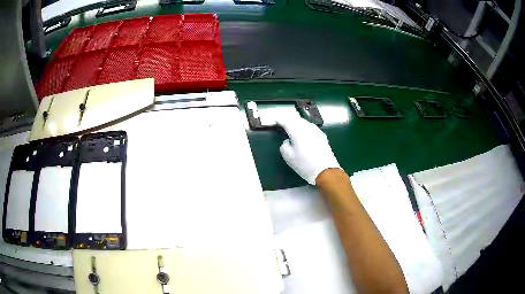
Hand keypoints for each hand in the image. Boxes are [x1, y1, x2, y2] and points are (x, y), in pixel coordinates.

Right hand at [276, 116, 340, 184]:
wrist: (325, 171)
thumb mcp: (288, 157)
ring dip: (298, 123)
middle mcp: (308, 128)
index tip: (277, 121)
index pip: (287, 122)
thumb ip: (284, 145)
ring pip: (305, 122)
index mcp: (298, 132)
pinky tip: (305, 132)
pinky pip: (311, 127)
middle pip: (297, 119)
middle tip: (284, 122)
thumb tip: (287, 141)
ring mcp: (317, 131)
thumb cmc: (305, 165)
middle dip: (290, 120)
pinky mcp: (323, 136)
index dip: (280, 120)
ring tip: (294, 126)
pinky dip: (306, 127)